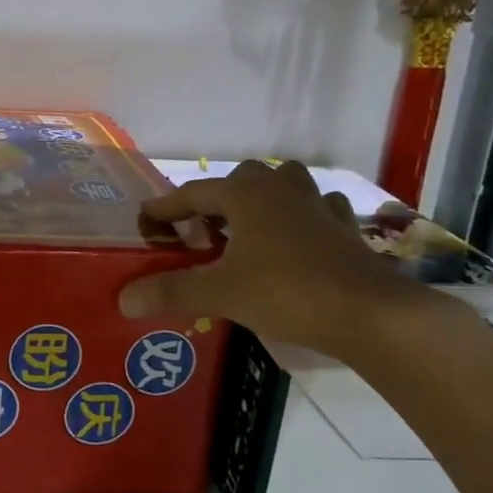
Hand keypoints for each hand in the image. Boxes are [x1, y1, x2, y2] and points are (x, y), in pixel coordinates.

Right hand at [119, 160, 433, 363]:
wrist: (369, 313)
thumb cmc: (287, 292)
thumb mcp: (220, 293)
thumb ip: (171, 292)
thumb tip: (123, 299)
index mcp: (246, 195)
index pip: (193, 193)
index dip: (165, 207)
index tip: (145, 221)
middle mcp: (281, 189)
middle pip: (240, 179)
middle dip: (217, 200)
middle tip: (202, 233)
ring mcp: (318, 205)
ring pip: (284, 185)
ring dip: (262, 200)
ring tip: (248, 231)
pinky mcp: (345, 228)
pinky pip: (318, 210)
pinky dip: (302, 219)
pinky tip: (299, 240)